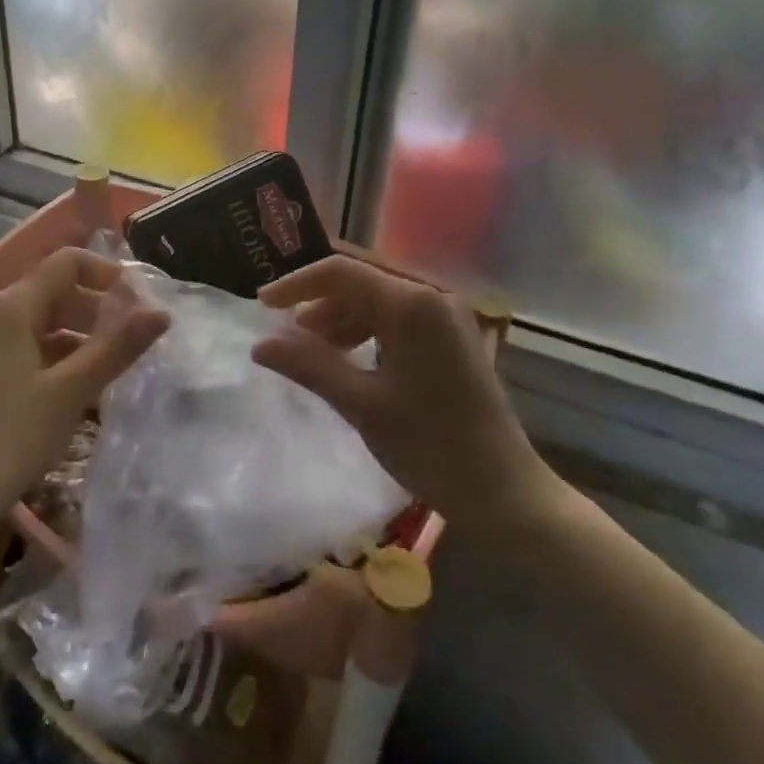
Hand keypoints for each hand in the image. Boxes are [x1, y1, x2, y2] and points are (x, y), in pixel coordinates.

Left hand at [0, 248, 167, 530]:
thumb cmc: (11, 436)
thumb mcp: (72, 391)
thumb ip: (117, 347)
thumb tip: (161, 312)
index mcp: (15, 305)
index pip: (68, 262)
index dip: (107, 273)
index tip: (140, 302)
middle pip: (58, 290)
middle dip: (99, 307)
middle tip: (136, 338)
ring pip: (46, 323)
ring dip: (83, 336)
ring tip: (117, 367)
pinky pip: (32, 348)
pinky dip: (62, 358)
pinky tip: (84, 390)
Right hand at [252, 255, 569, 541]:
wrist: (504, 491)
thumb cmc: (430, 446)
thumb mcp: (361, 404)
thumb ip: (309, 365)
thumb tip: (259, 345)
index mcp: (413, 304)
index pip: (341, 271)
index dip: (296, 283)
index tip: (261, 305)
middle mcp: (432, 296)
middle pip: (360, 278)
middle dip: (317, 298)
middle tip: (280, 325)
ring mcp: (445, 315)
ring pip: (376, 296)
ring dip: (339, 314)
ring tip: (307, 347)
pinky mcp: (450, 335)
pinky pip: (396, 316)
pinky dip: (364, 328)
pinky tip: (344, 355)